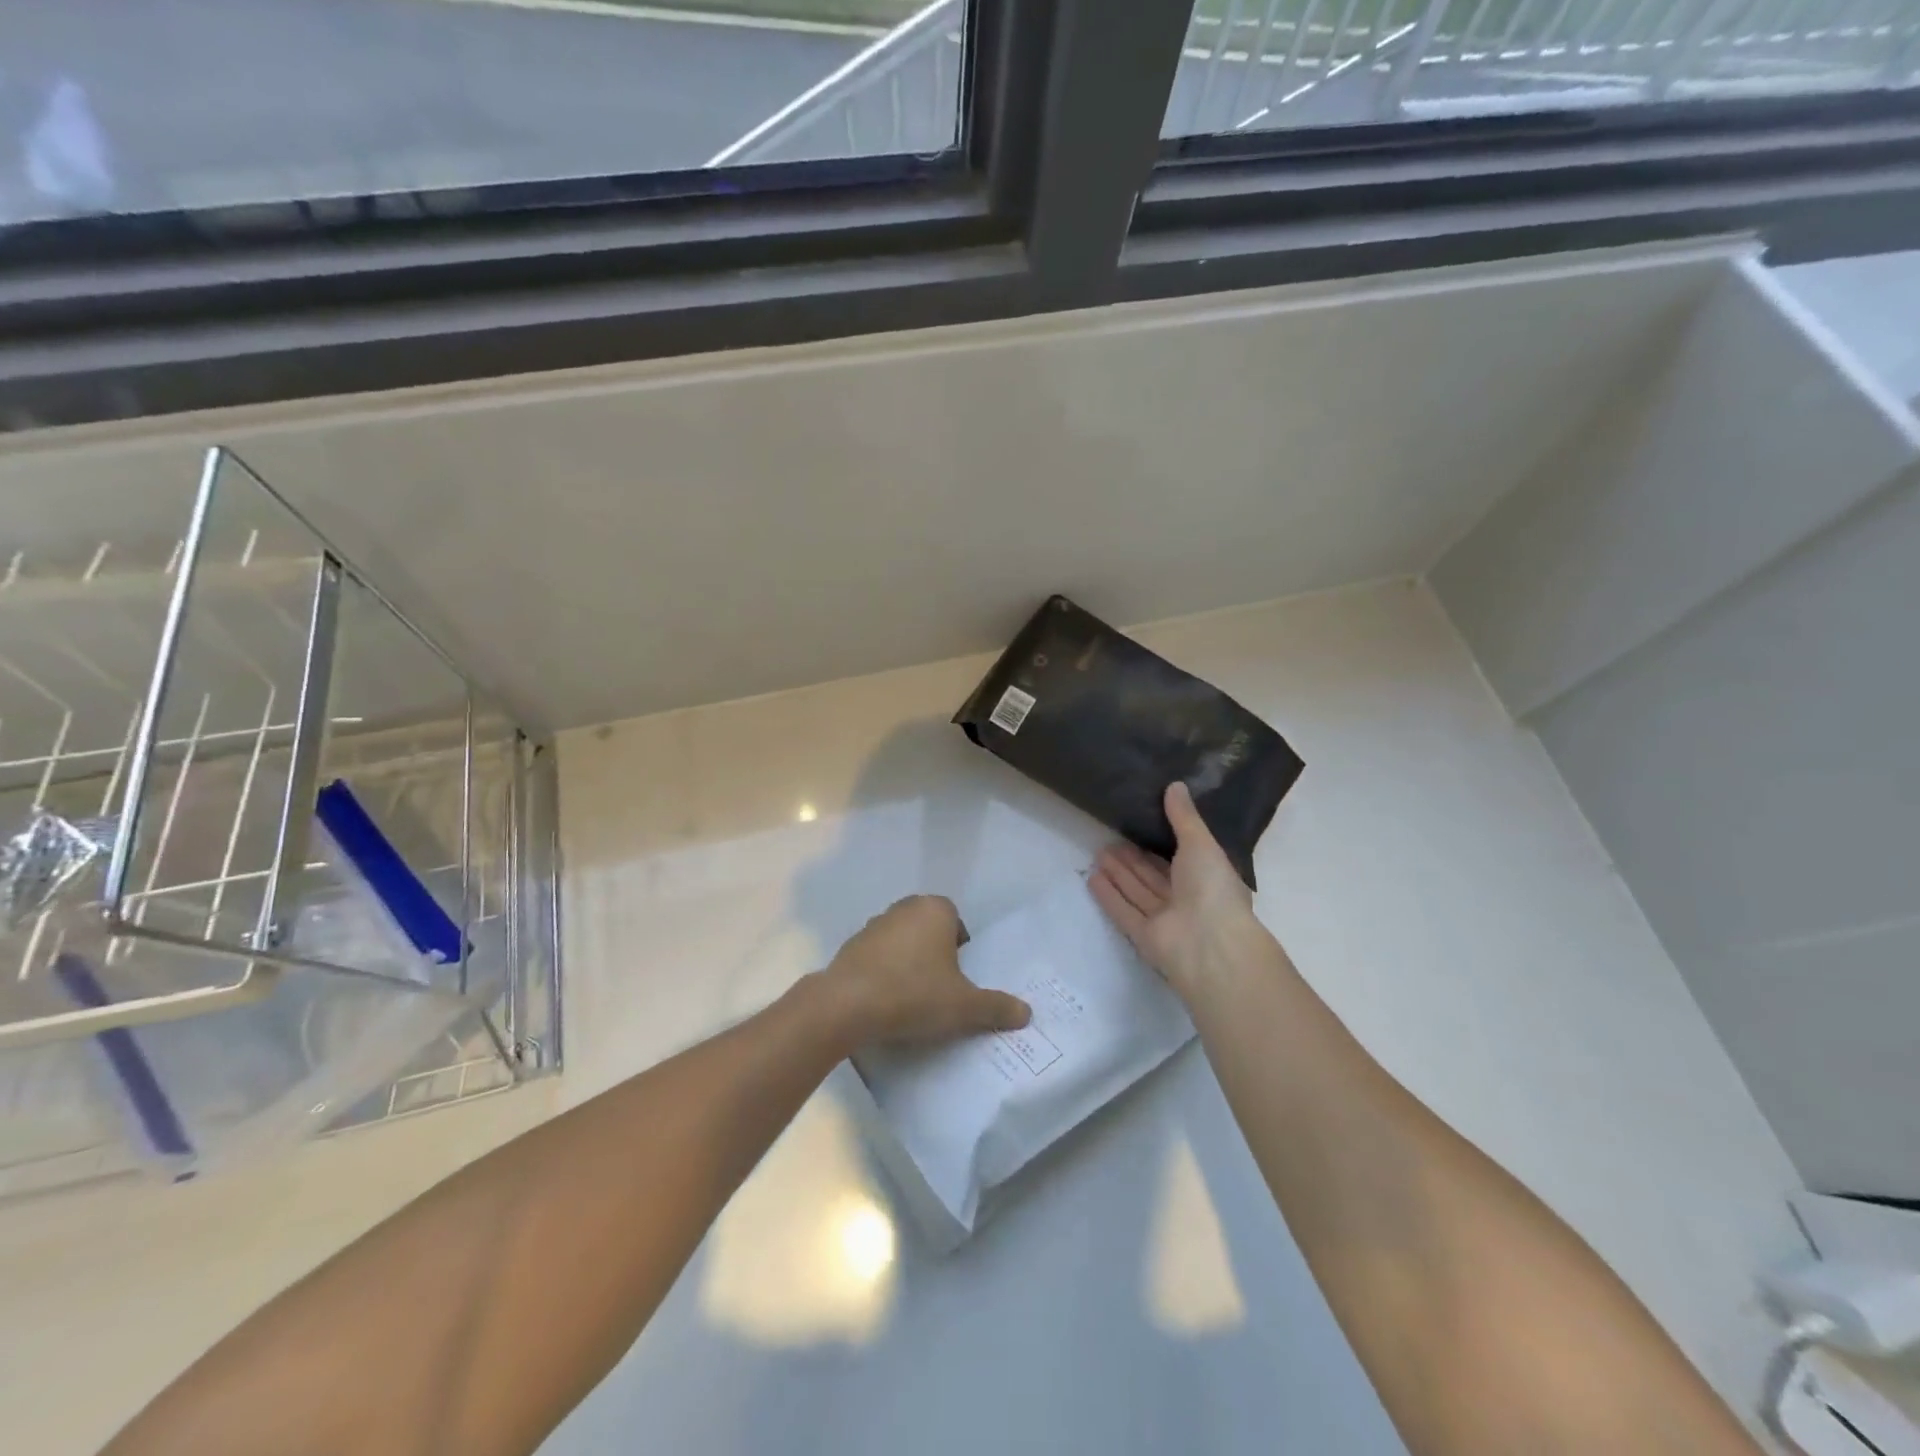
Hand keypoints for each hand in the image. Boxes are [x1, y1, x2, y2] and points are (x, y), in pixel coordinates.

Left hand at [818, 895, 1030, 1049]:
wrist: (847, 1005)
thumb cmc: (914, 994)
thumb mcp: (964, 1006)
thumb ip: (996, 1007)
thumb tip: (1026, 1013)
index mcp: (934, 909)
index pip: (957, 922)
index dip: (961, 949)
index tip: (960, 979)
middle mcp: (904, 908)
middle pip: (929, 930)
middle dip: (936, 955)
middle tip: (941, 990)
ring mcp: (873, 925)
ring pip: (902, 942)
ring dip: (908, 963)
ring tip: (913, 1000)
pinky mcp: (850, 946)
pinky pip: (877, 958)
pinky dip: (884, 974)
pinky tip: (886, 1003)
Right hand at [1090, 782, 1263, 999]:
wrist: (1210, 946)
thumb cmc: (1212, 888)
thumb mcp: (1201, 843)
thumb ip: (1184, 817)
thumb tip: (1174, 785)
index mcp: (1209, 878)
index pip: (1184, 857)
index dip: (1163, 842)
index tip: (1142, 823)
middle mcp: (1189, 899)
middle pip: (1156, 876)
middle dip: (1134, 858)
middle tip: (1111, 837)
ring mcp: (1166, 920)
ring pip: (1139, 892)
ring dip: (1120, 874)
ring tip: (1098, 851)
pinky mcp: (1145, 937)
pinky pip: (1125, 912)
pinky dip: (1110, 896)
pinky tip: (1093, 878)